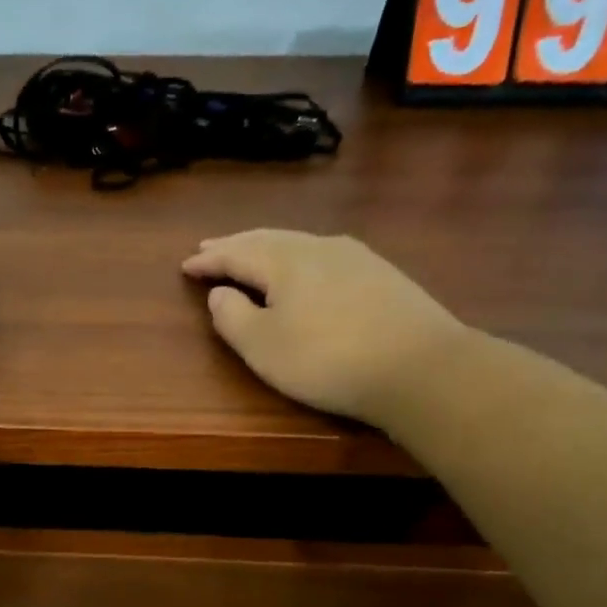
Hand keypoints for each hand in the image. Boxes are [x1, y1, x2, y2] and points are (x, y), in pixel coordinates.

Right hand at [182, 229, 465, 427]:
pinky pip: (324, 256)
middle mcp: (318, 247)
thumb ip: (231, 316)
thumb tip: (221, 292)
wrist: (420, 367)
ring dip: (268, 248)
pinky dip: (299, 259)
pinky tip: (304, 269)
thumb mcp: (262, 346)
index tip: (186, 265)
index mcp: (284, 260)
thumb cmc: (327, 359)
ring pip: (298, 243)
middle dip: (235, 245)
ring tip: (251, 255)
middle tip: (210, 247)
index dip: (209, 260)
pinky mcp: (382, 274)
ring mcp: (356, 257)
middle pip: (267, 239)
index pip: (236, 253)